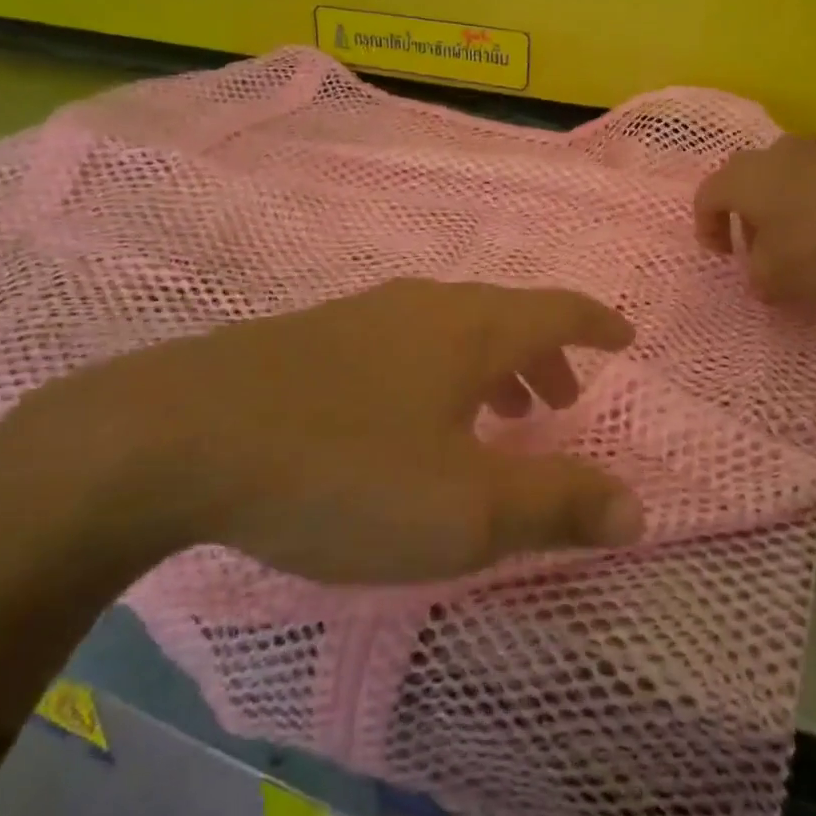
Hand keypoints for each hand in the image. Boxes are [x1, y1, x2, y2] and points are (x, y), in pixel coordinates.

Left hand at [23, 279, 644, 584]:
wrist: (178, 439)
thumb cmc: (344, 470)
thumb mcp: (465, 509)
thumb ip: (556, 505)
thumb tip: (638, 508)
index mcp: (469, 329)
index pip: (555, 309)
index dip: (596, 323)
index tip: (624, 338)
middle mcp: (421, 306)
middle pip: (502, 317)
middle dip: (543, 356)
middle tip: (559, 402)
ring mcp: (359, 317)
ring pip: (448, 331)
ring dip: (487, 367)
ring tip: (494, 417)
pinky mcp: (308, 341)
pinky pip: (400, 347)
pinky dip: (433, 375)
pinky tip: (404, 420)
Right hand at [695, 138, 815, 302]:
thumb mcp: (777, 278)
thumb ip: (756, 279)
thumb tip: (759, 276)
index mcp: (740, 179)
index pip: (706, 198)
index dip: (707, 229)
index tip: (724, 256)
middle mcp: (769, 155)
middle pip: (742, 184)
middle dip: (745, 219)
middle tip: (758, 250)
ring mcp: (812, 150)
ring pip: (780, 181)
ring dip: (780, 211)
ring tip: (798, 245)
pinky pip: (815, 182)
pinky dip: (813, 205)